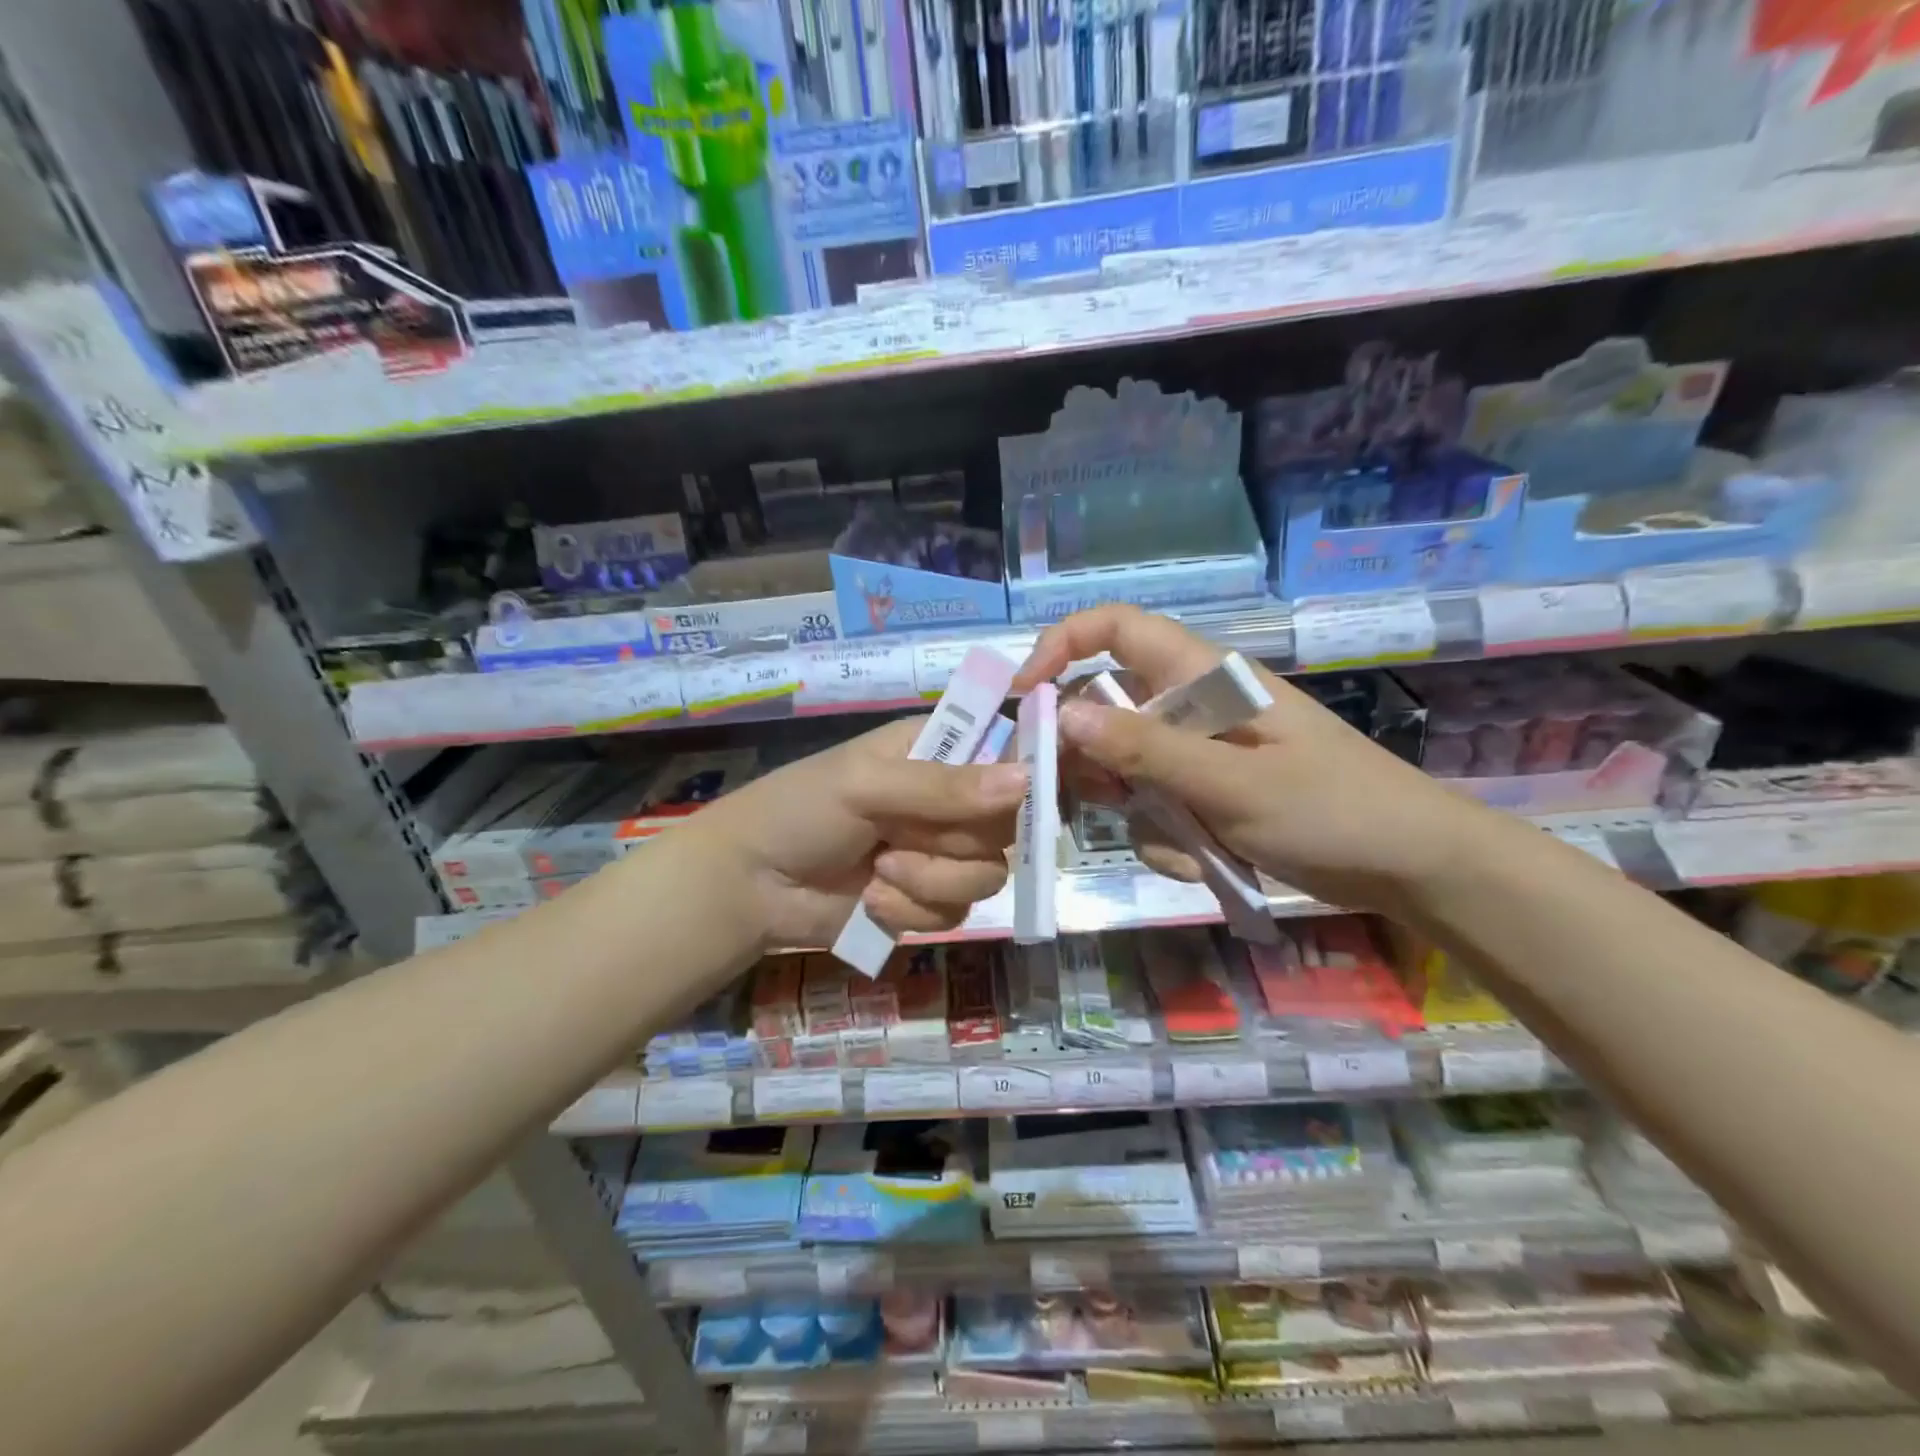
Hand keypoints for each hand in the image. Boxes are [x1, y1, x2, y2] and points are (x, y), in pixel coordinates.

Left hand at [694, 717, 1025, 951]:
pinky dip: (911, 912)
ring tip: (880, 871)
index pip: (1006, 755)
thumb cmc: (800, 810)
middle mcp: (948, 801)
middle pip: (1004, 826)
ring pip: (986, 876)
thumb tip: (1025, 780)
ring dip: (929, 881)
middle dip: (954, 844)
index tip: (1019, 802)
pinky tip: (872, 900)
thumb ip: (944, 787)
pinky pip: (955, 913)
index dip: (1021, 778)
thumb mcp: (867, 785)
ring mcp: (939, 854)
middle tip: (903, 839)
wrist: (751, 885)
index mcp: (936, 751)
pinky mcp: (926, 901)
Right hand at [1014, 604, 1489, 916]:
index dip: (1061, 646)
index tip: (1025, 698)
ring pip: (1124, 765)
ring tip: (1177, 842)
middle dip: (1089, 755)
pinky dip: (1165, 834)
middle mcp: (1192, 705)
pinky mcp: (1206, 792)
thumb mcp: (1233, 784)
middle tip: (1086, 800)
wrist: (1412, 867)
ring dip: (1133, 807)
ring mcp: (1198, 752)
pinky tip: (1201, 861)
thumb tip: (1063, 714)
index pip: (1115, 628)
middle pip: (1105, 705)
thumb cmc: (1332, 810)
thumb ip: (1146, 750)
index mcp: (1203, 676)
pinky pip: (1154, 805)